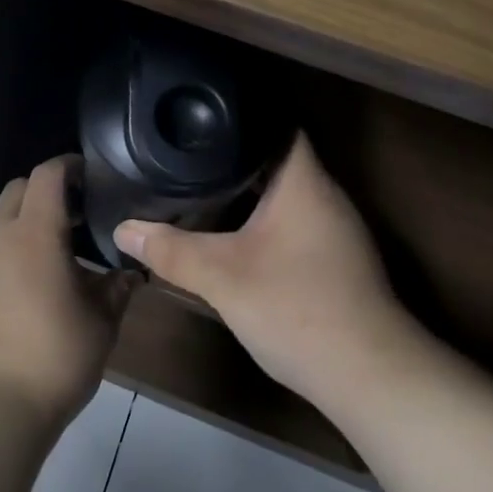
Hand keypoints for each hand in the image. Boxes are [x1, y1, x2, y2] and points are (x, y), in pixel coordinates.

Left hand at [0, 156, 138, 430]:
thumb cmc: (54, 358)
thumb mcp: (101, 324)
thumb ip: (117, 290)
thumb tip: (128, 274)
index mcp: (35, 235)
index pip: (46, 176)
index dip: (67, 165)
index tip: (87, 173)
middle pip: (16, 192)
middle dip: (43, 192)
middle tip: (73, 217)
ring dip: (24, 231)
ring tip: (52, 266)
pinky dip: (7, 263)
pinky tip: (24, 301)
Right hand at [113, 134, 420, 409]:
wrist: (369, 378)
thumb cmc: (297, 308)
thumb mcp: (223, 278)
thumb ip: (172, 251)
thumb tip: (123, 229)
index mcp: (304, 182)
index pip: (279, 123)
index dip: (244, 113)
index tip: (204, 113)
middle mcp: (326, 196)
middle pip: (280, 158)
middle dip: (236, 153)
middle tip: (189, 148)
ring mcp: (337, 231)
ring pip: (287, 193)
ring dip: (251, 189)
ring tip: (203, 182)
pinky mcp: (337, 261)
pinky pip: (295, 221)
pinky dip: (265, 219)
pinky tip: (237, 233)